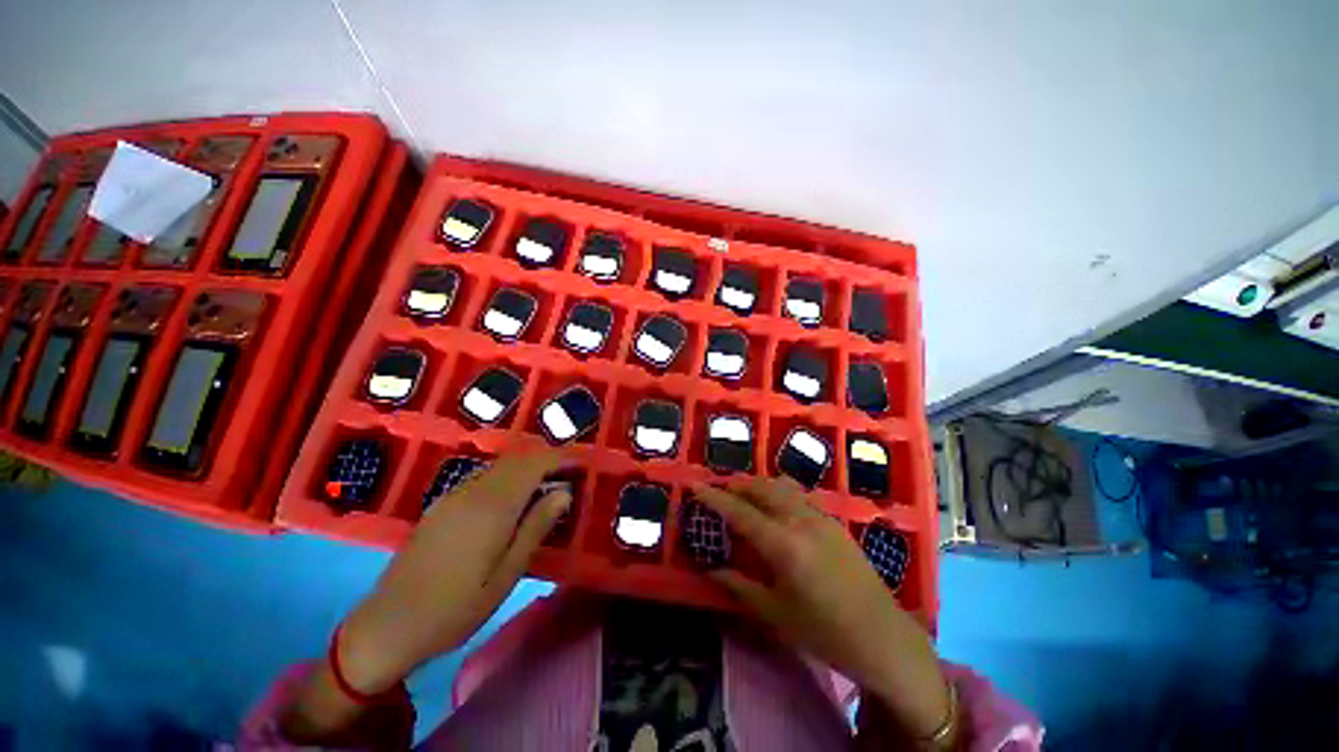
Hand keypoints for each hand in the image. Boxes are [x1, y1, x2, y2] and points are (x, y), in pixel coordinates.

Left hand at [340, 450, 574, 690]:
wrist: (387, 626)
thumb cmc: (455, 610)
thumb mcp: (506, 576)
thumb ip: (535, 528)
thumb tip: (564, 493)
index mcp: (491, 508)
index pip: (533, 466)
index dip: (559, 457)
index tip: (581, 461)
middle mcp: (472, 492)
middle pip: (516, 460)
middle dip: (545, 459)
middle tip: (569, 471)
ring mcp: (453, 496)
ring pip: (499, 466)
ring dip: (526, 466)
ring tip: (547, 482)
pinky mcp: (441, 505)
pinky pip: (483, 477)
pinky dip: (507, 476)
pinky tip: (513, 497)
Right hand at [694, 478, 951, 739]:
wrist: (884, 638)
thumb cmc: (825, 632)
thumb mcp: (776, 614)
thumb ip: (740, 587)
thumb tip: (710, 571)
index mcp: (784, 545)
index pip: (740, 512)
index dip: (715, 498)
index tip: (696, 485)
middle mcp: (801, 521)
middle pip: (763, 488)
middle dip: (738, 484)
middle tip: (720, 491)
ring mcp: (821, 517)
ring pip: (783, 486)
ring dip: (759, 485)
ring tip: (745, 495)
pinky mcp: (834, 521)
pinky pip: (799, 495)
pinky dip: (780, 492)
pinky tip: (776, 509)